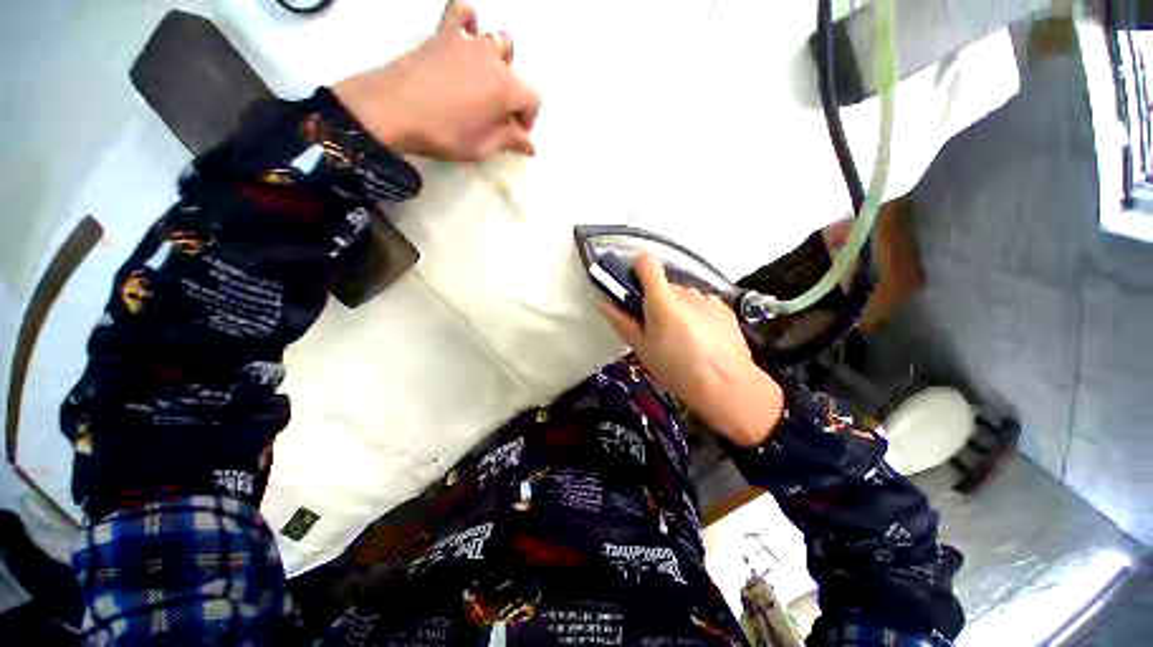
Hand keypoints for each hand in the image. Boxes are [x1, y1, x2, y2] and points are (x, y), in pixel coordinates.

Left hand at [332, 1, 540, 160]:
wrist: (394, 109)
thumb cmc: (445, 133)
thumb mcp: (483, 147)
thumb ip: (509, 141)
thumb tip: (530, 145)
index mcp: (508, 89)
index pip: (532, 100)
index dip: (528, 118)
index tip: (517, 134)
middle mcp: (493, 59)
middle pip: (515, 70)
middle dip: (513, 91)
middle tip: (499, 111)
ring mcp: (468, 43)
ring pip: (495, 40)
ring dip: (497, 59)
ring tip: (485, 77)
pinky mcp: (443, 35)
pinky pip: (460, 12)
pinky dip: (467, 19)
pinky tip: (466, 33)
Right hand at [598, 253, 784, 446]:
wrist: (729, 388)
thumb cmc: (677, 370)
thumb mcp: (642, 349)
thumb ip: (621, 321)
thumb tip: (602, 302)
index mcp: (662, 300)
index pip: (646, 262)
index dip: (636, 269)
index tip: (633, 290)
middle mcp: (687, 291)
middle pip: (664, 285)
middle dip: (656, 301)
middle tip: (656, 330)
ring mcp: (708, 298)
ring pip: (683, 296)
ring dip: (677, 309)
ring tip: (682, 339)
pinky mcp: (725, 308)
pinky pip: (701, 304)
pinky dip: (696, 315)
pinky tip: (702, 341)